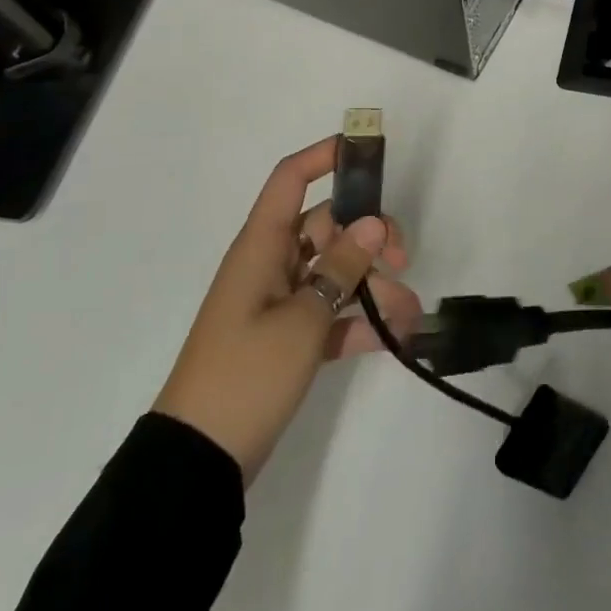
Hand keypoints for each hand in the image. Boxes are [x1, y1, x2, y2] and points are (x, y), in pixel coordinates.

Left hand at [154, 137, 421, 482]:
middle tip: (402, 257)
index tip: (368, 151)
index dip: (325, 157)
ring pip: (334, 273)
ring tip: (410, 312)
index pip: (290, 180)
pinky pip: (330, 314)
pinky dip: (358, 321)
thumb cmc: (245, 375)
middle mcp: (271, 265)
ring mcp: (279, 303)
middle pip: (326, 226)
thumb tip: (372, 223)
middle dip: (368, 235)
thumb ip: (341, 268)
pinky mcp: (287, 339)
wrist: (200, 459)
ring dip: (372, 286)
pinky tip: (394, 337)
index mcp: (261, 247)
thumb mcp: (301, 320)